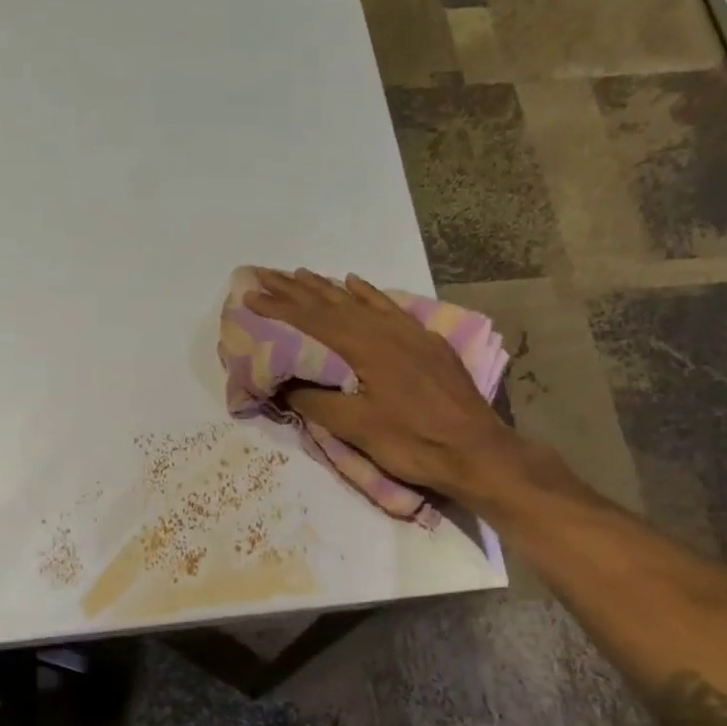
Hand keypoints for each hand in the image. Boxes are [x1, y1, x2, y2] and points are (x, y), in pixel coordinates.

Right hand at [245, 268, 535, 508]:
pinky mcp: (426, 342)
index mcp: (365, 347)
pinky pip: (388, 307)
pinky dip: (367, 294)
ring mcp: (409, 332)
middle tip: (265, 274)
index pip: (312, 321)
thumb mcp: (357, 428)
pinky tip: (354, 284)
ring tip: (300, 274)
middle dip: (295, 289)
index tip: (250, 293)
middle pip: (332, 303)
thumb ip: (316, 401)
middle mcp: (385, 329)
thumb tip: (283, 384)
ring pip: (359, 302)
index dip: (279, 307)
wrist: (476, 451)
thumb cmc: (412, 443)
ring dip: (326, 288)